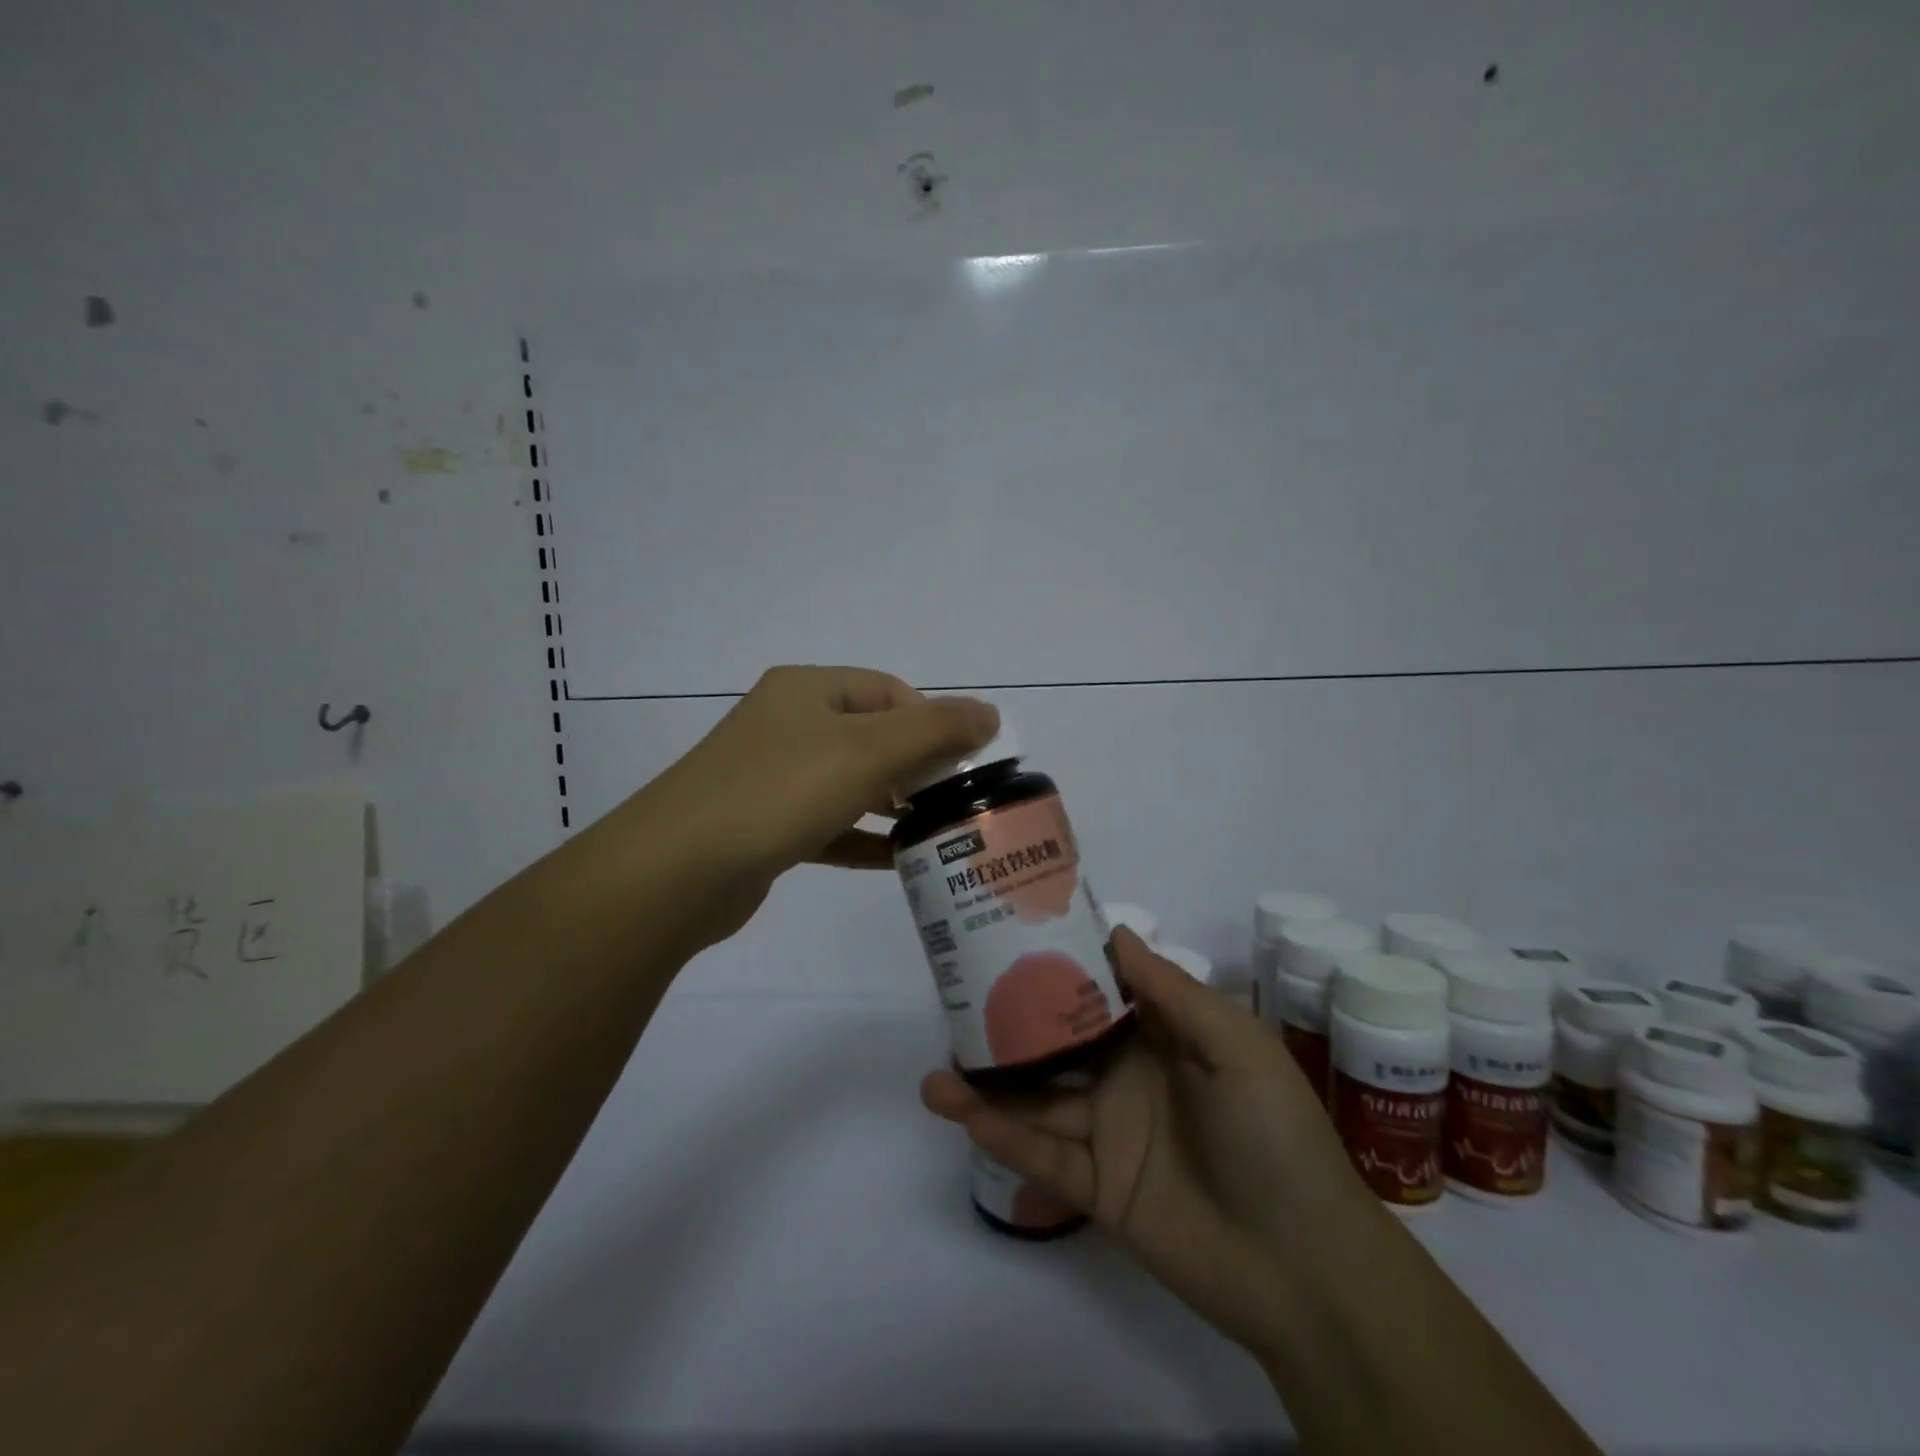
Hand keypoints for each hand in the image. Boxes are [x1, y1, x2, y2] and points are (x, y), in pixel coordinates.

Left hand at [630, 664, 997, 942]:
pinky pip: (829, 824)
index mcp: (808, 691)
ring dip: (894, 804)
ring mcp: (772, 776)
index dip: (934, 721)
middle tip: (956, 800)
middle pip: (872, 736)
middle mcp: (788, 725)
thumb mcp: (867, 752)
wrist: (676, 871)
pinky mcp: (766, 825)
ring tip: (938, 830)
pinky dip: (863, 837)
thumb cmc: (779, 792)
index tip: (965, 763)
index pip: (889, 692)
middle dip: (918, 765)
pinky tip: (898, 860)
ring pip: (850, 782)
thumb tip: (990, 712)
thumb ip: (936, 729)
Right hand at [921, 929, 1371, 1355]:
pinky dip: (1002, 1135)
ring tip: (935, 1068)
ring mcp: (1110, 1133)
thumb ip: (1172, 992)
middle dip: (1010, 1023)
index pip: (1100, 993)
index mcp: (1163, 1039)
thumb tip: (1113, 932)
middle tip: (955, 1000)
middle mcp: (1129, 1078)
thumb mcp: (1235, 1046)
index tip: (1011, 938)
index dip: (1060, 967)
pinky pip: (1043, 1154)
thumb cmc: (1273, 1134)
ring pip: (1039, 1099)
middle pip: (1058, 1043)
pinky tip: (961, 1112)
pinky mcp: (1099, 1187)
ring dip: (989, 1085)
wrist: (1305, 1268)